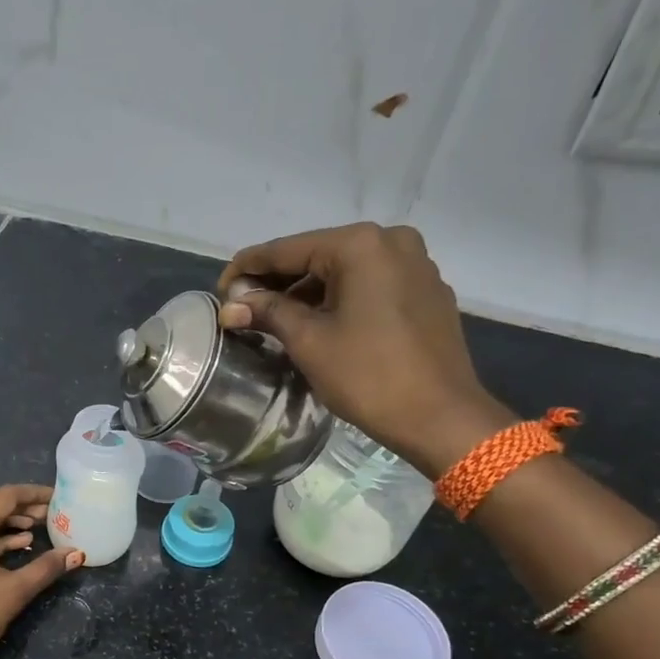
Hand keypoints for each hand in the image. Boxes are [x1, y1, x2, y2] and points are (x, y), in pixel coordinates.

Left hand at [0, 484, 82, 658]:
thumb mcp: (14, 591)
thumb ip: (46, 567)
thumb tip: (76, 553)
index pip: (5, 495)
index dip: (34, 494)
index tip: (58, 498)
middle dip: (20, 506)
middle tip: (48, 514)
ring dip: (6, 521)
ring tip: (36, 530)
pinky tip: (17, 547)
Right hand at [215, 223, 514, 476]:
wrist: (440, 417)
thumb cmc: (369, 376)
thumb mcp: (309, 342)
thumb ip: (268, 313)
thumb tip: (231, 305)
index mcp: (360, 245)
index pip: (287, 250)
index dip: (247, 269)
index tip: (219, 290)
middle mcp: (391, 241)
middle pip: (317, 256)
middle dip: (278, 282)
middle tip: (244, 309)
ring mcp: (415, 265)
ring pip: (345, 272)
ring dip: (308, 293)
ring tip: (276, 321)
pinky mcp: (426, 292)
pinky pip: (371, 286)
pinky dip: (340, 299)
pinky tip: (321, 324)